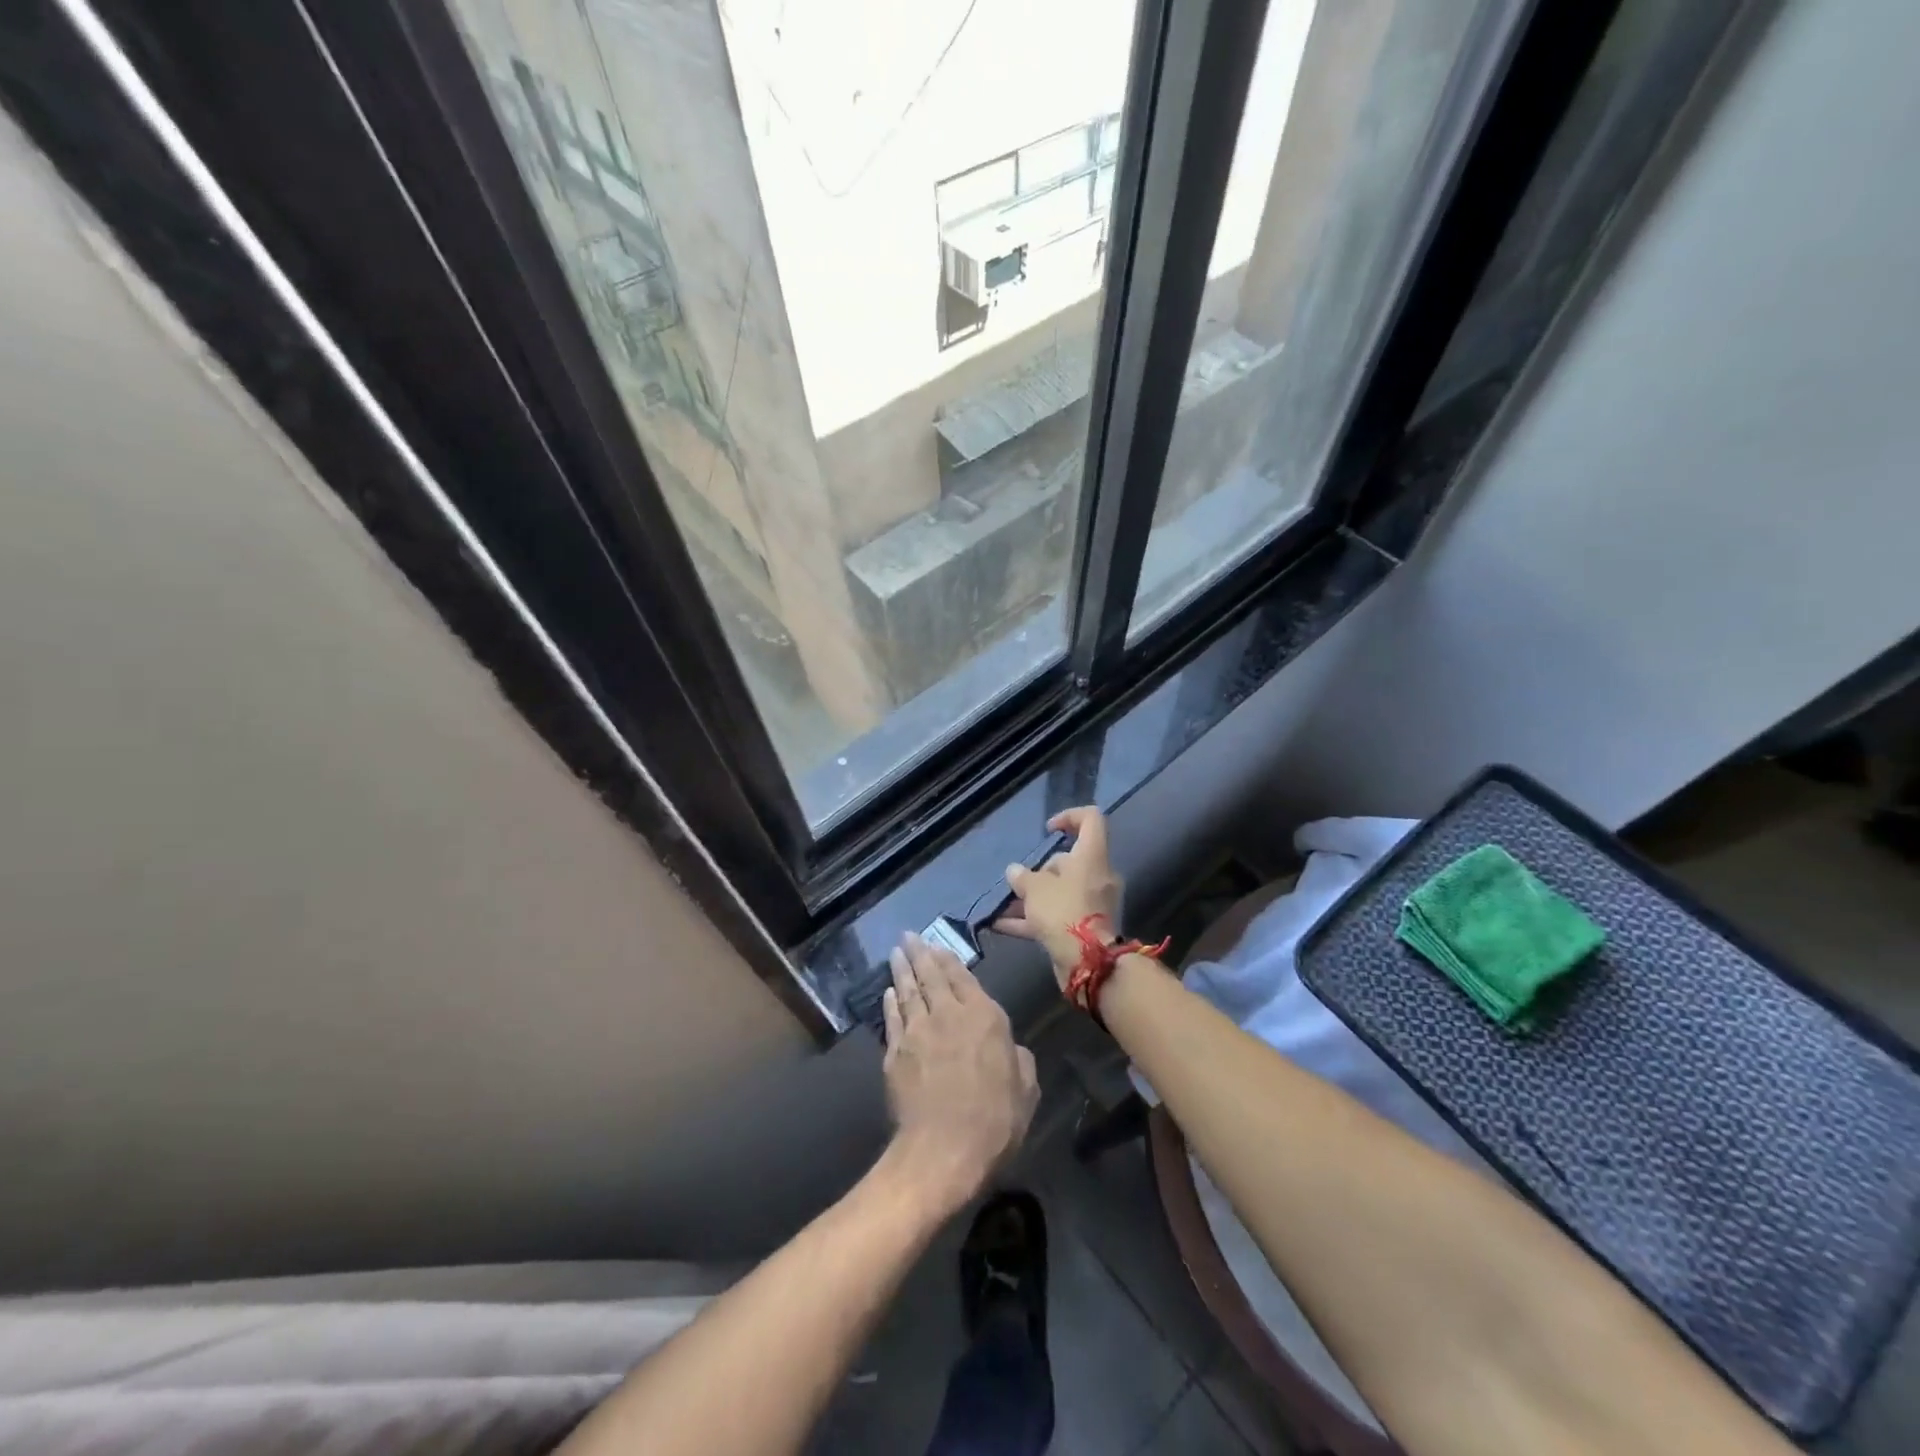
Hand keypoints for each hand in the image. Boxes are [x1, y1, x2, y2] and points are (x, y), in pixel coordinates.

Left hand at [882, 934, 1039, 1210]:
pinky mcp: (895, 1053)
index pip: (963, 976)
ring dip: (902, 969)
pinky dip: (890, 1002)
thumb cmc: (995, 1120)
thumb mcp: (1026, 1089)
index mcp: (984, 1017)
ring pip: (908, 991)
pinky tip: (888, 992)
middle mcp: (948, 1014)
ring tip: (896, 952)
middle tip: (908, 935)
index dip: (948, 958)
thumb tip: (1010, 1048)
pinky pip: (892, 1018)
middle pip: (931, 976)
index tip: (937, 944)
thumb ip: (1019, 1059)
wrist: (943, 1150)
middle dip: (920, 953)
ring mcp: (917, 1031)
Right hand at [993, 806, 1123, 990]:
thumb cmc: (1064, 911)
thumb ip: (1023, 877)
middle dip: (1040, 871)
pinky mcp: (1085, 928)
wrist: (1088, 962)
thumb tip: (1015, 871)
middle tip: (1018, 883)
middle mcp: (1097, 876)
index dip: (1069, 817)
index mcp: (1092, 856)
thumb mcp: (1035, 889)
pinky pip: (1057, 915)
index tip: (1048, 830)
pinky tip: (1002, 926)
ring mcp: (1092, 903)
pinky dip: (1033, 919)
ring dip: (1032, 898)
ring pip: (1060, 891)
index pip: (1090, 820)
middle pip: (1069, 861)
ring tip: (1003, 906)